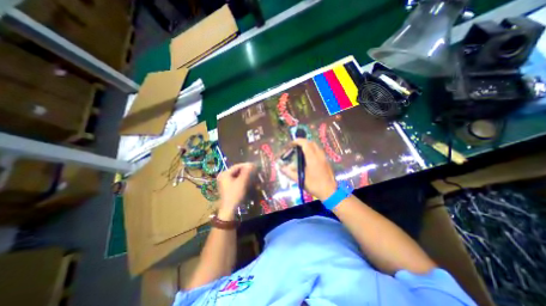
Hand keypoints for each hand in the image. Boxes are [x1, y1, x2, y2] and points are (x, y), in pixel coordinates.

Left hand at [217, 162, 254, 219]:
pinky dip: (241, 179)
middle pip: (236, 170)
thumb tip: (251, 164)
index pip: (237, 166)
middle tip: (254, 171)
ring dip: (244, 175)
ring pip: (236, 175)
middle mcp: (223, 176)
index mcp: (225, 173)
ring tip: (252, 176)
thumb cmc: (235, 194)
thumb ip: (247, 172)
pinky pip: (235, 179)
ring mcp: (224, 181)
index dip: (246, 165)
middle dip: (246, 170)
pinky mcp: (227, 186)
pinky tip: (247, 181)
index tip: (254, 166)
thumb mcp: (242, 182)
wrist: (229, 209)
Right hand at [281, 137, 336, 200]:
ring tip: (301, 151)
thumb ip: (289, 173)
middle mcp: (319, 156)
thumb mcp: (300, 179)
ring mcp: (324, 158)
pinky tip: (309, 158)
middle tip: (296, 147)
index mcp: (312, 158)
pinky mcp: (326, 162)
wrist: (329, 192)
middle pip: (311, 143)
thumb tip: (281, 168)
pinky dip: (313, 150)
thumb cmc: (314, 185)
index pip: (305, 144)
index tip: (292, 143)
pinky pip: (319, 151)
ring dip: (308, 146)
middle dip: (303, 142)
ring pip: (316, 146)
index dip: (298, 141)